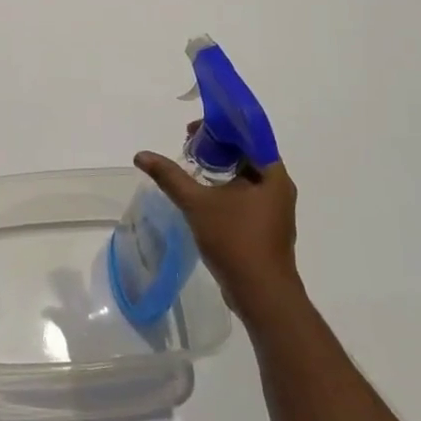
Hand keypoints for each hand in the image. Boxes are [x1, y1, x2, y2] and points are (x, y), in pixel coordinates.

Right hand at [134, 134, 298, 330]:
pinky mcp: (267, 227)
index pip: (248, 135)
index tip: (192, 132)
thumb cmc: (235, 240)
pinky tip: (204, 197)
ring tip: (193, 169)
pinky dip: (226, 189)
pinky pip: (246, 195)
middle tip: (189, 148)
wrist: (261, 294)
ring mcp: (275, 209)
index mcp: (272, 174)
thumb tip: (141, 155)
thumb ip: (170, 176)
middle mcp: (279, 187)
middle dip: (217, 147)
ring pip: (246, 177)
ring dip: (220, 169)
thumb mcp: (197, 203)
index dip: (219, 127)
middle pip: (247, 154)